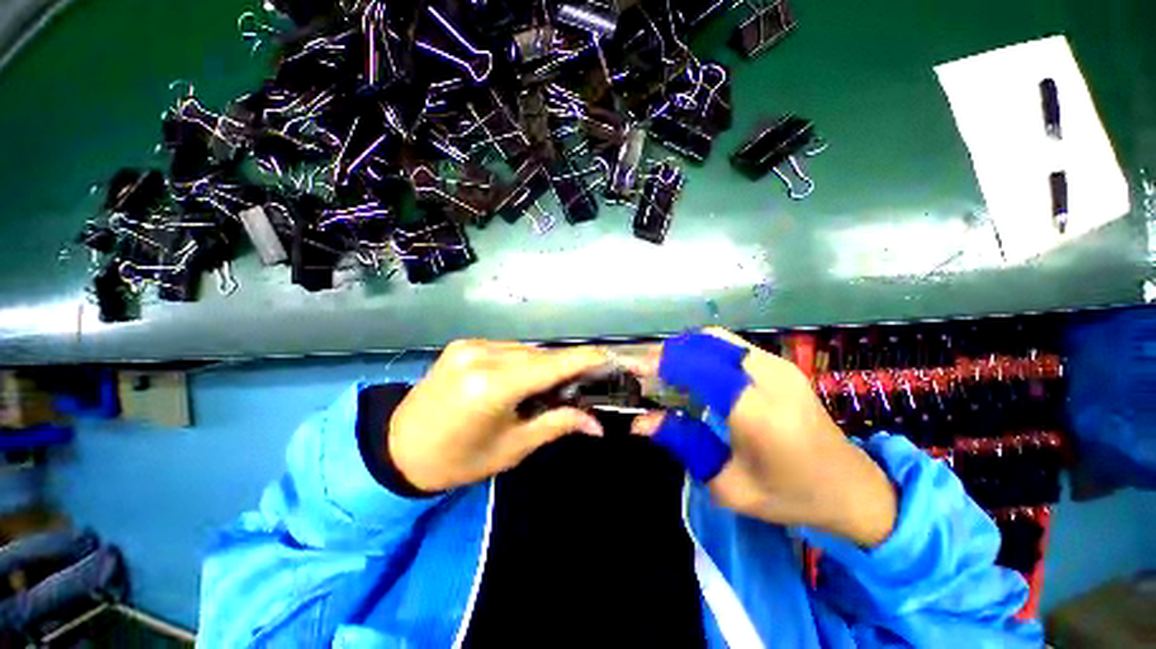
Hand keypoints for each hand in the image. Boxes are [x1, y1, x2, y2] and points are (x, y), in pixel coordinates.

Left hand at [388, 340, 608, 492]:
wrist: (396, 449)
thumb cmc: (457, 460)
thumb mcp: (511, 449)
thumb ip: (556, 425)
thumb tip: (596, 423)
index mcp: (492, 386)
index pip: (553, 365)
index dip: (586, 359)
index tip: (611, 358)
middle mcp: (482, 356)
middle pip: (542, 355)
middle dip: (568, 366)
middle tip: (587, 380)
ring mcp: (470, 345)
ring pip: (526, 349)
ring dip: (545, 364)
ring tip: (556, 384)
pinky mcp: (464, 344)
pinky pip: (508, 348)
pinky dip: (525, 360)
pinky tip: (526, 377)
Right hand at [628, 328, 897, 546]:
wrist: (851, 487)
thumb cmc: (789, 495)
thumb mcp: (728, 484)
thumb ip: (682, 443)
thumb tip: (639, 422)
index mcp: (756, 410)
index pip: (697, 366)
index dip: (661, 363)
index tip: (635, 371)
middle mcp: (768, 377)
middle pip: (704, 343)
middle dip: (669, 352)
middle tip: (647, 370)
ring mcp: (778, 365)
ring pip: (716, 339)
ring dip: (685, 348)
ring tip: (665, 369)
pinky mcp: (781, 364)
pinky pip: (730, 345)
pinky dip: (703, 350)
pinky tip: (694, 370)